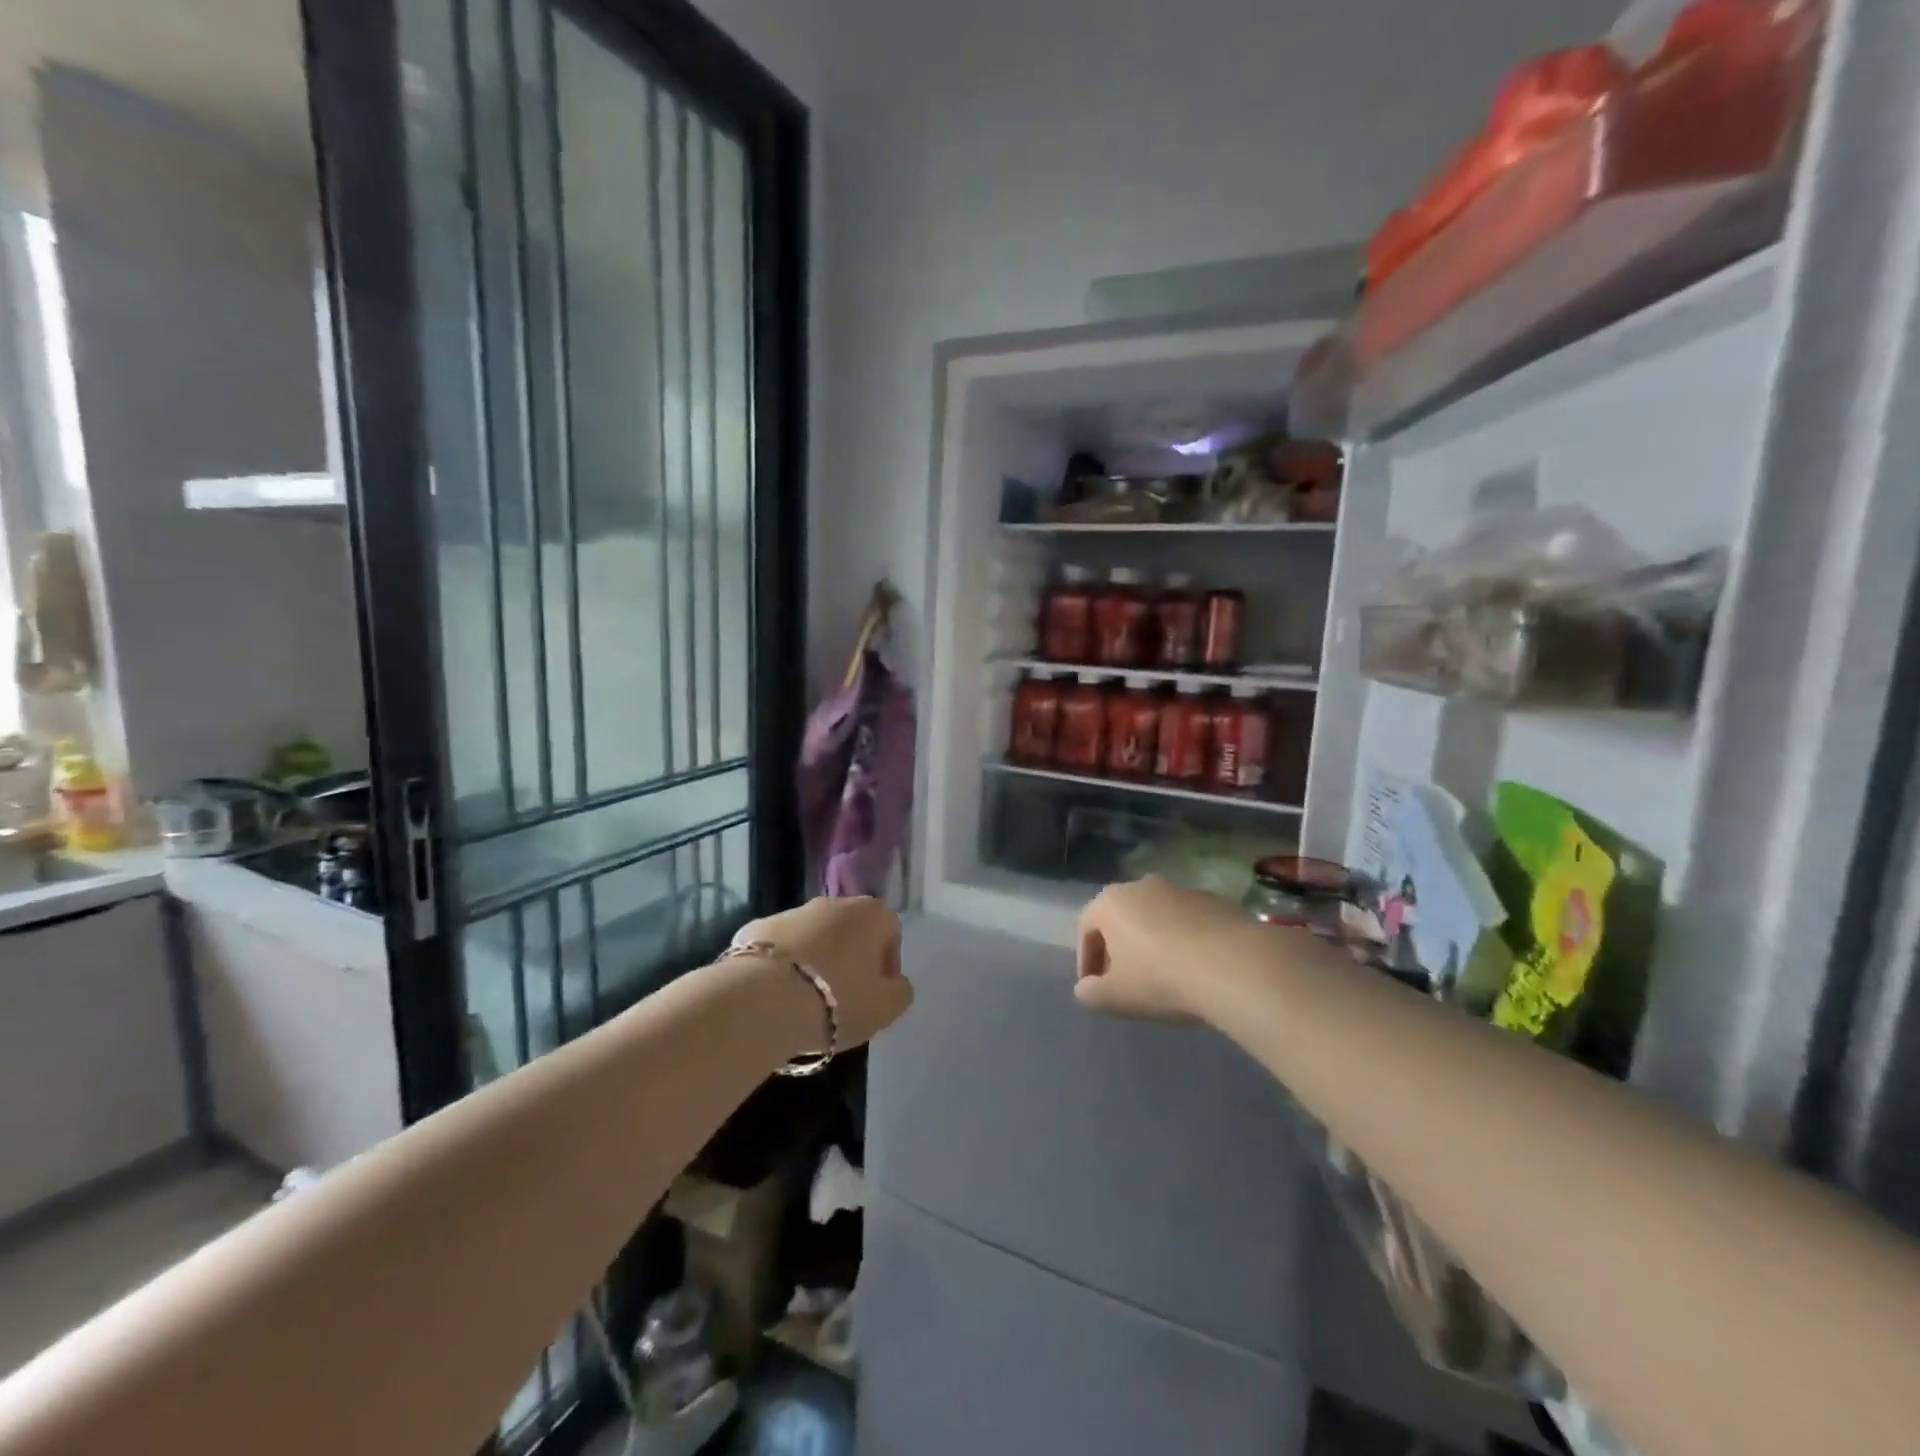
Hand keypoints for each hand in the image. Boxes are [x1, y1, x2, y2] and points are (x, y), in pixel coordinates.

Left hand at [735, 896, 912, 1049]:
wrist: (763, 999)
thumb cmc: (838, 1000)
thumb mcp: (887, 1007)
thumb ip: (900, 990)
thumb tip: (894, 983)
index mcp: (871, 914)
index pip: (890, 932)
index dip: (886, 964)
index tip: (876, 993)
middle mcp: (833, 902)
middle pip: (850, 930)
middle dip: (849, 958)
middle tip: (843, 997)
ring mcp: (792, 911)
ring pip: (812, 936)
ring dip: (815, 960)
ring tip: (806, 1000)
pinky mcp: (756, 927)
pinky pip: (779, 948)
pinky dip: (781, 966)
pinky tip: (776, 995)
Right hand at [1073, 876, 1248, 1024]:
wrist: (1234, 966)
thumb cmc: (1161, 978)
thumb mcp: (1115, 998)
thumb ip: (1091, 994)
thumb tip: (1086, 989)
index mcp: (1111, 902)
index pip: (1086, 929)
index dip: (1087, 962)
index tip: (1096, 989)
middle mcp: (1142, 886)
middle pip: (1122, 920)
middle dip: (1120, 950)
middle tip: (1127, 983)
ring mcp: (1182, 890)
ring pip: (1157, 920)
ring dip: (1155, 945)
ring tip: (1167, 980)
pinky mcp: (1216, 901)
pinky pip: (1189, 924)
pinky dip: (1186, 944)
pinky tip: (1197, 972)